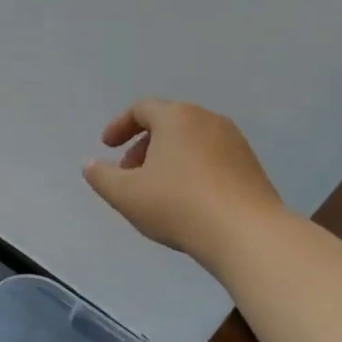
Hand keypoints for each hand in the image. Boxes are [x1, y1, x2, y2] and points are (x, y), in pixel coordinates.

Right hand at [83, 99, 282, 268]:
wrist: (246, 233)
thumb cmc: (178, 206)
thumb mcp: (126, 195)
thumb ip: (101, 177)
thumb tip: (90, 164)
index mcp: (176, 118)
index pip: (142, 108)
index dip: (119, 126)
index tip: (107, 147)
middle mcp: (207, 120)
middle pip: (168, 123)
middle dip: (143, 145)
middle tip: (129, 173)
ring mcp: (234, 141)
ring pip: (191, 141)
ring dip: (168, 158)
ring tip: (157, 190)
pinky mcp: (251, 165)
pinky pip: (212, 158)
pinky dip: (192, 169)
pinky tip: (188, 201)